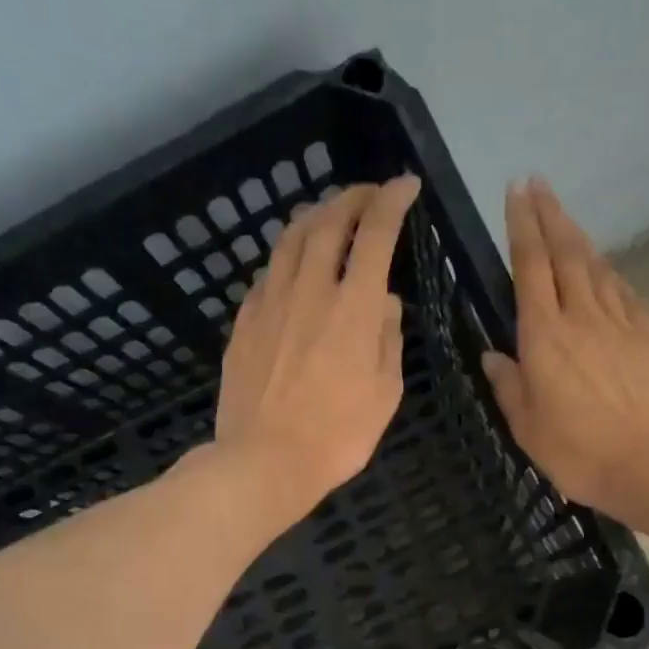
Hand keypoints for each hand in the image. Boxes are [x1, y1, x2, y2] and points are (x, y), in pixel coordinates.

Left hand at [212, 175, 420, 523]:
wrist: (264, 462)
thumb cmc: (337, 438)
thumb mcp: (385, 395)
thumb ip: (388, 340)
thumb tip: (384, 302)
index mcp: (354, 307)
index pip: (376, 233)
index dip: (392, 201)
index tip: (404, 186)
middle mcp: (310, 290)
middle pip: (328, 222)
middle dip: (352, 197)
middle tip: (366, 195)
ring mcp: (270, 304)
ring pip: (290, 240)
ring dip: (314, 217)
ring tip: (326, 215)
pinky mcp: (244, 323)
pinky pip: (266, 274)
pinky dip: (285, 258)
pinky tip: (290, 267)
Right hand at [482, 179, 648, 516]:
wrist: (648, 463)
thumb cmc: (576, 451)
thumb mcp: (526, 425)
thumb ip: (508, 385)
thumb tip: (492, 355)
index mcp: (544, 336)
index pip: (530, 267)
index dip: (522, 226)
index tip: (516, 190)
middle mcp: (581, 317)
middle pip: (565, 253)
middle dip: (550, 215)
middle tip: (538, 183)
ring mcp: (620, 323)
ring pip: (597, 267)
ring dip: (579, 238)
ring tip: (566, 219)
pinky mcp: (648, 337)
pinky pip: (626, 294)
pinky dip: (612, 275)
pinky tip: (608, 272)